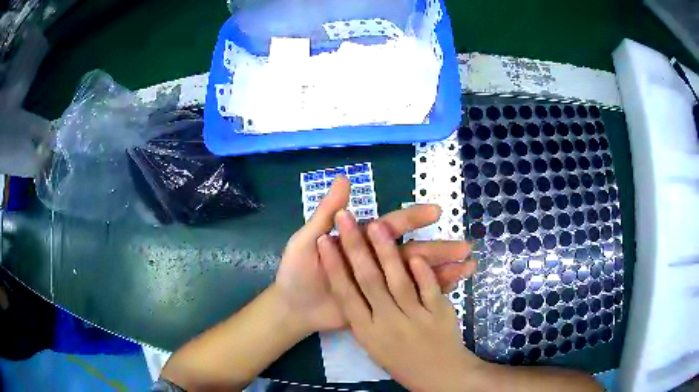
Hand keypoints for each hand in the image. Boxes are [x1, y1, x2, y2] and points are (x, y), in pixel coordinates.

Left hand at [274, 176, 475, 333]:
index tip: (436, 211)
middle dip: (439, 248)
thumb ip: (326, 213)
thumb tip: (344, 178)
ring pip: (416, 275)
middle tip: (465, 247)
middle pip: (411, 251)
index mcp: (361, 241)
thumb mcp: (308, 240)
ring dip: (443, 270)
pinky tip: (453, 288)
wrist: (293, 307)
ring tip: (468, 267)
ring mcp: (381, 283)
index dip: (413, 218)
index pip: (391, 226)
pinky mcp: (382, 303)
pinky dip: (431, 293)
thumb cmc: (298, 271)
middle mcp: (376, 259)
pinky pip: (409, 297)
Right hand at [318, 211, 486, 391]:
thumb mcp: (375, 346)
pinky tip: (415, 254)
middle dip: (354, 247)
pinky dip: (423, 271)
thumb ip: (366, 318)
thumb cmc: (402, 363)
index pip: (346, 294)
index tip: (323, 240)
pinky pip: (430, 290)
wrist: (439, 376)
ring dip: (387, 251)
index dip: (334, 266)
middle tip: (345, 219)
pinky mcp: (439, 314)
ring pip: (398, 280)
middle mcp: (387, 323)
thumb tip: (354, 288)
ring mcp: (415, 318)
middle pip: (368, 280)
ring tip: (376, 225)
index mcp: (367, 332)